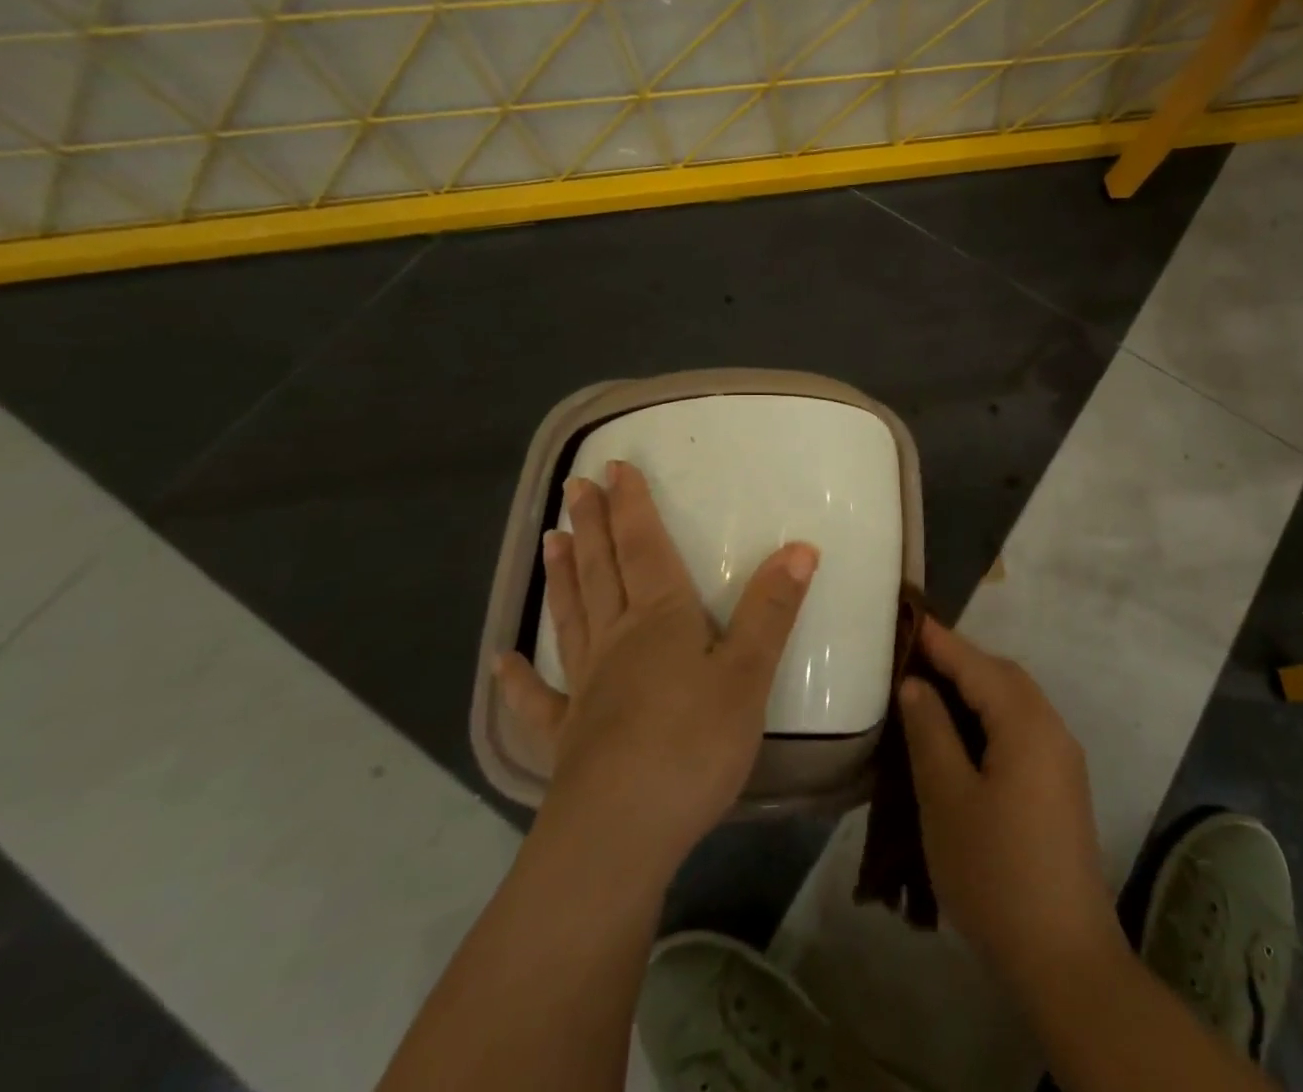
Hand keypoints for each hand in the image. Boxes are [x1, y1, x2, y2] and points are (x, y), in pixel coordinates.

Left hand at [493, 461, 818, 867]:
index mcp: (661, 619)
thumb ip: (771, 610)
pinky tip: (501, 661)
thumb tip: (800, 547)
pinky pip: (540, 699)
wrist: (620, 834)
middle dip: (593, 526)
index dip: (633, 507)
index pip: (646, 548)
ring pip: (574, 616)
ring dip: (563, 576)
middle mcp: (618, 640)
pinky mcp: (569, 735)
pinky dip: (519, 679)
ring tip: (550, 538)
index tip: (615, 467)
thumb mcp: (748, 674)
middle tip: (576, 487)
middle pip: (604, 571)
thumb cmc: (692, 745)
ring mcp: (587, 686)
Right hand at [899, 618, 1123, 993]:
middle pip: (1002, 676)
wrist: (1064, 958)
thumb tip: (916, 684)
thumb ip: (930, 732)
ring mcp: (1063, 758)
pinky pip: (1022, 728)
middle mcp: (1052, 728)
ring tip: (929, 691)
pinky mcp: (1062, 785)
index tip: (905, 618)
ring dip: (974, 688)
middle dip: (958, 660)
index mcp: (1026, 723)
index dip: (939, 640)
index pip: (976, 664)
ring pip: (1014, 702)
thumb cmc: (995, 873)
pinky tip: (961, 736)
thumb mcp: (947, 799)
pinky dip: (990, 717)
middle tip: (911, 658)